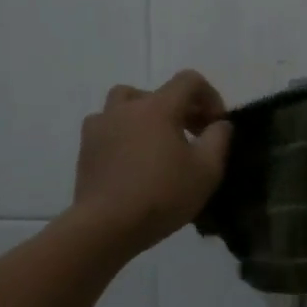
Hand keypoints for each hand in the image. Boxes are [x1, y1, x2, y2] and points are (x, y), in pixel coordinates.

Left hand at [70, 70, 231, 256]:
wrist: (107, 226)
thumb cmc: (163, 195)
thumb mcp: (207, 170)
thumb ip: (219, 138)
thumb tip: (219, 124)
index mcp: (158, 107)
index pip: (189, 81)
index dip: (210, 96)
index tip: (216, 124)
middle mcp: (127, 107)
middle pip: (158, 92)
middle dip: (181, 108)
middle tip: (193, 136)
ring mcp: (101, 125)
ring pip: (126, 104)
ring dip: (146, 115)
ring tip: (157, 141)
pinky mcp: (86, 147)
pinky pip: (107, 126)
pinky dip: (123, 133)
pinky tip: (132, 158)